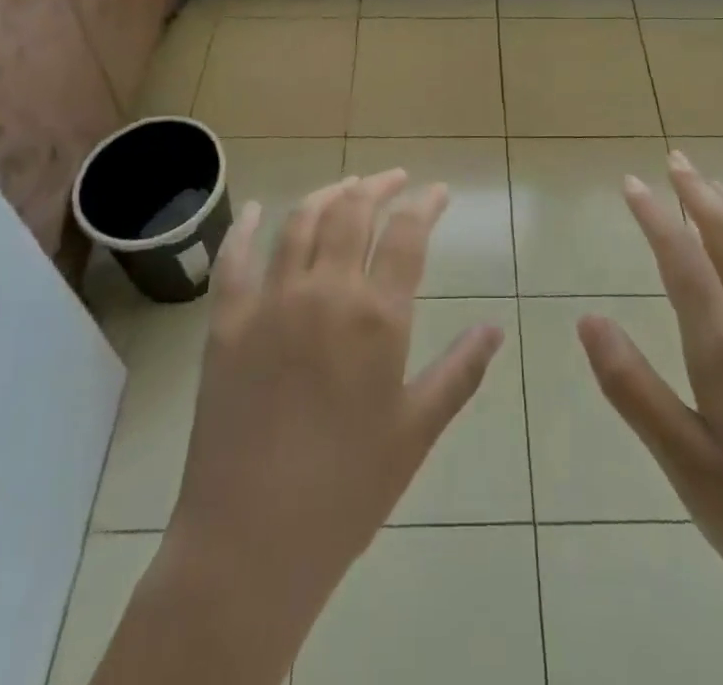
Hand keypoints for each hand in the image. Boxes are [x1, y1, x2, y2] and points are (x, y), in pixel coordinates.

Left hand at [94, 171, 502, 684]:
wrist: (251, 542)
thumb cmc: (347, 489)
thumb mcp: (417, 431)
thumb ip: (460, 371)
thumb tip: (496, 327)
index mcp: (377, 316)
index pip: (408, 234)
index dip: (426, 204)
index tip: (438, 192)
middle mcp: (325, 290)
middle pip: (353, 212)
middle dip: (379, 186)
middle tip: (395, 180)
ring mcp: (270, 300)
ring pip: (301, 222)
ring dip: (328, 194)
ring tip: (347, 185)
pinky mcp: (226, 321)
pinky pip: (234, 258)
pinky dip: (246, 226)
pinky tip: (256, 208)